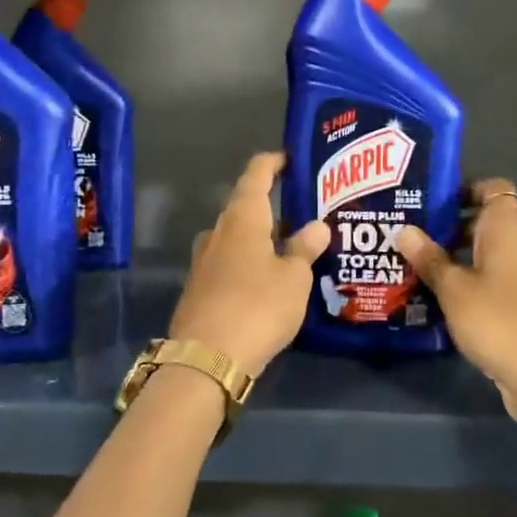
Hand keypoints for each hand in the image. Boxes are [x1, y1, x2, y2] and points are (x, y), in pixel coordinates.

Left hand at [169, 152, 329, 376]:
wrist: (207, 358)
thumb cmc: (258, 306)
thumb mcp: (294, 278)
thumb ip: (305, 248)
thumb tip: (317, 225)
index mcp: (242, 218)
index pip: (256, 175)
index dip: (273, 163)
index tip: (290, 158)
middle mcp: (218, 232)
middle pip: (245, 207)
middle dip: (272, 206)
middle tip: (304, 212)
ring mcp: (203, 260)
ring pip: (236, 237)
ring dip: (260, 238)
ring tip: (290, 248)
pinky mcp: (199, 288)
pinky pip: (228, 263)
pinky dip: (249, 262)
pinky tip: (267, 279)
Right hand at [393, 179, 516, 427]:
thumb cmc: (500, 321)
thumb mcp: (454, 290)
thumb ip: (429, 259)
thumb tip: (404, 229)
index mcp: (509, 231)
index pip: (495, 190)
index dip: (465, 191)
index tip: (431, 204)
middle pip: (488, 226)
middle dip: (451, 231)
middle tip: (411, 241)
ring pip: (491, 258)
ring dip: (460, 263)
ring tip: (419, 274)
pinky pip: (498, 285)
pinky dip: (474, 287)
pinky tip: (445, 306)